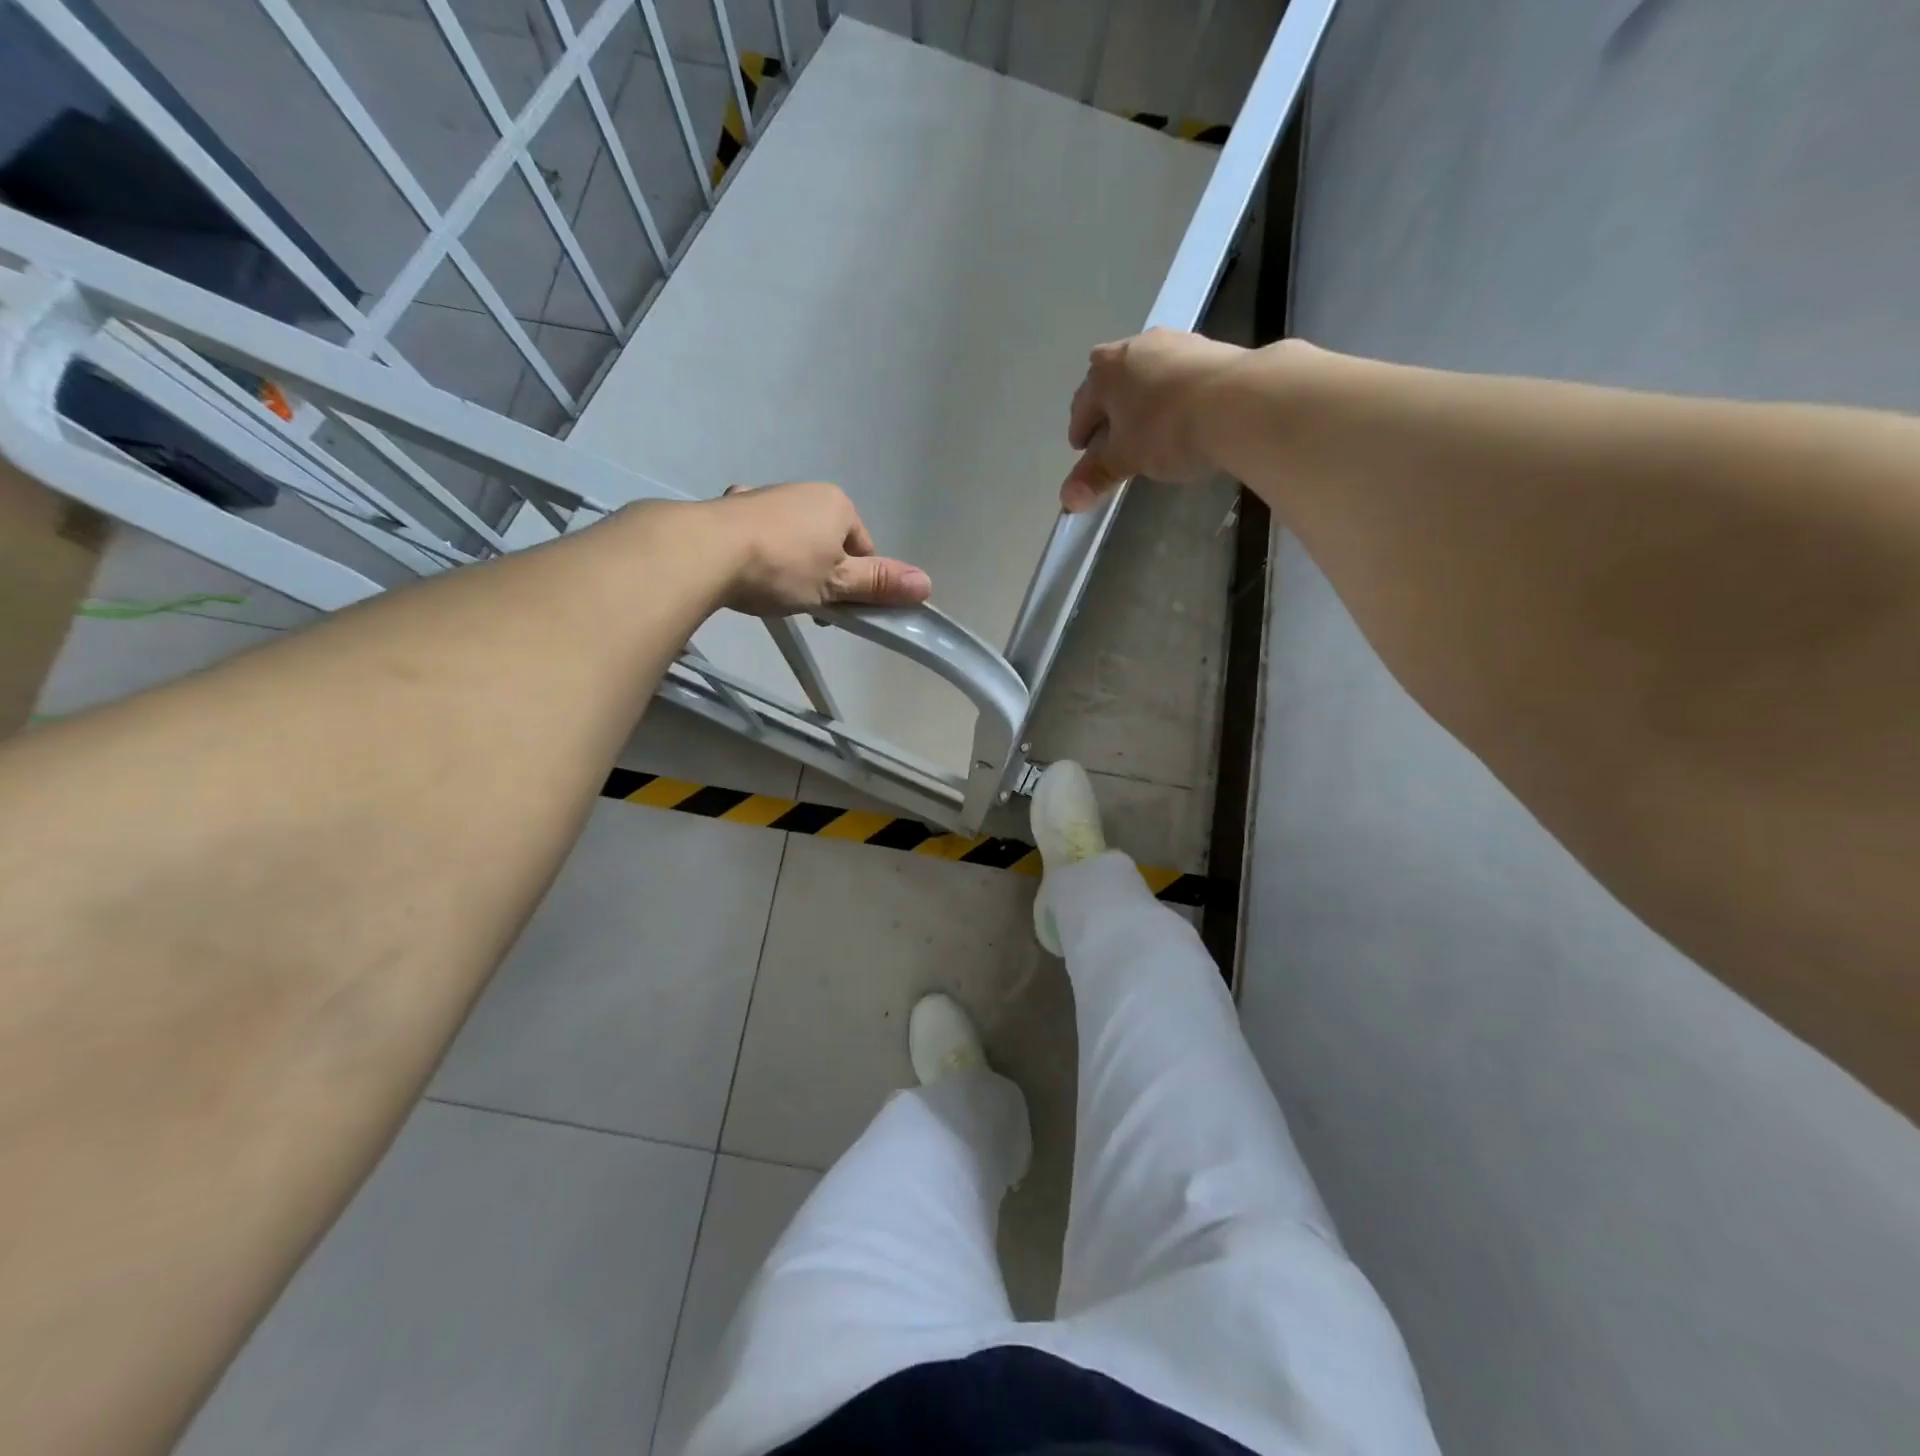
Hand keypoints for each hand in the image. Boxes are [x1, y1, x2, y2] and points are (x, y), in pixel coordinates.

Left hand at [705, 481, 930, 614]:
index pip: (864, 548)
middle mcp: (804, 491)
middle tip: (805, 604)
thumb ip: (879, 584)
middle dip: (823, 574)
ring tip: (773, 591)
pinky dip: (760, 551)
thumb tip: (927, 584)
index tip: (837, 608)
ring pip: (794, 538)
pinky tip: (746, 570)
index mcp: (836, 503)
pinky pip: (759, 534)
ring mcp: (764, 496)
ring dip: (791, 564)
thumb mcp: (837, 583)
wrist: (706, 550)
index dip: (857, 582)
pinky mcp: (731, 508)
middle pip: (829, 542)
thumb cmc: (783, 566)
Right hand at [1062, 328, 1248, 510]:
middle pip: (1113, 385)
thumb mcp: (1125, 459)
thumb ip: (1096, 476)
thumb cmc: (1167, 429)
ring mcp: (1177, 343)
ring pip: (1147, 378)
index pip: (1082, 404)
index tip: (1083, 452)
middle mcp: (1137, 346)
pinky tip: (1183, 421)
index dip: (1080, 432)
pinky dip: (1172, 399)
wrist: (1242, 402)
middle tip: (1112, 441)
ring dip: (1142, 403)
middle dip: (1109, 412)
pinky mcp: (1212, 350)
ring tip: (1149, 432)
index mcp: (1106, 369)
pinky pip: (1179, 378)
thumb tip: (1067, 501)